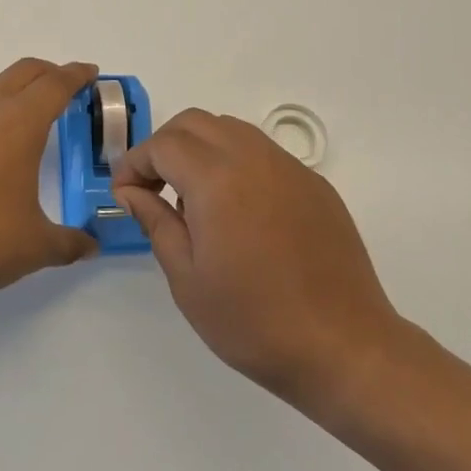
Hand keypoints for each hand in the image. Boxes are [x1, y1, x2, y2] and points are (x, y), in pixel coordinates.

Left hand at [0, 58, 98, 304]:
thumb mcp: (36, 247)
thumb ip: (70, 242)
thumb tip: (90, 246)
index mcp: (19, 125)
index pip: (55, 84)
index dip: (75, 75)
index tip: (88, 73)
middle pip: (21, 73)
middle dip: (46, 74)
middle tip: (60, 88)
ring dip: (3, 107)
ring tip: (7, 141)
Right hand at [112, 110, 408, 414]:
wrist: (345, 348)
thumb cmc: (255, 321)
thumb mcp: (187, 279)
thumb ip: (156, 222)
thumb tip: (132, 192)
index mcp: (217, 178)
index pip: (162, 145)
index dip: (135, 163)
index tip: (124, 193)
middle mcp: (253, 157)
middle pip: (195, 123)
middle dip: (164, 146)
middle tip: (152, 188)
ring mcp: (289, 167)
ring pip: (231, 129)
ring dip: (200, 148)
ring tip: (192, 197)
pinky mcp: (314, 184)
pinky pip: (263, 152)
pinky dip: (235, 162)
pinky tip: (237, 210)